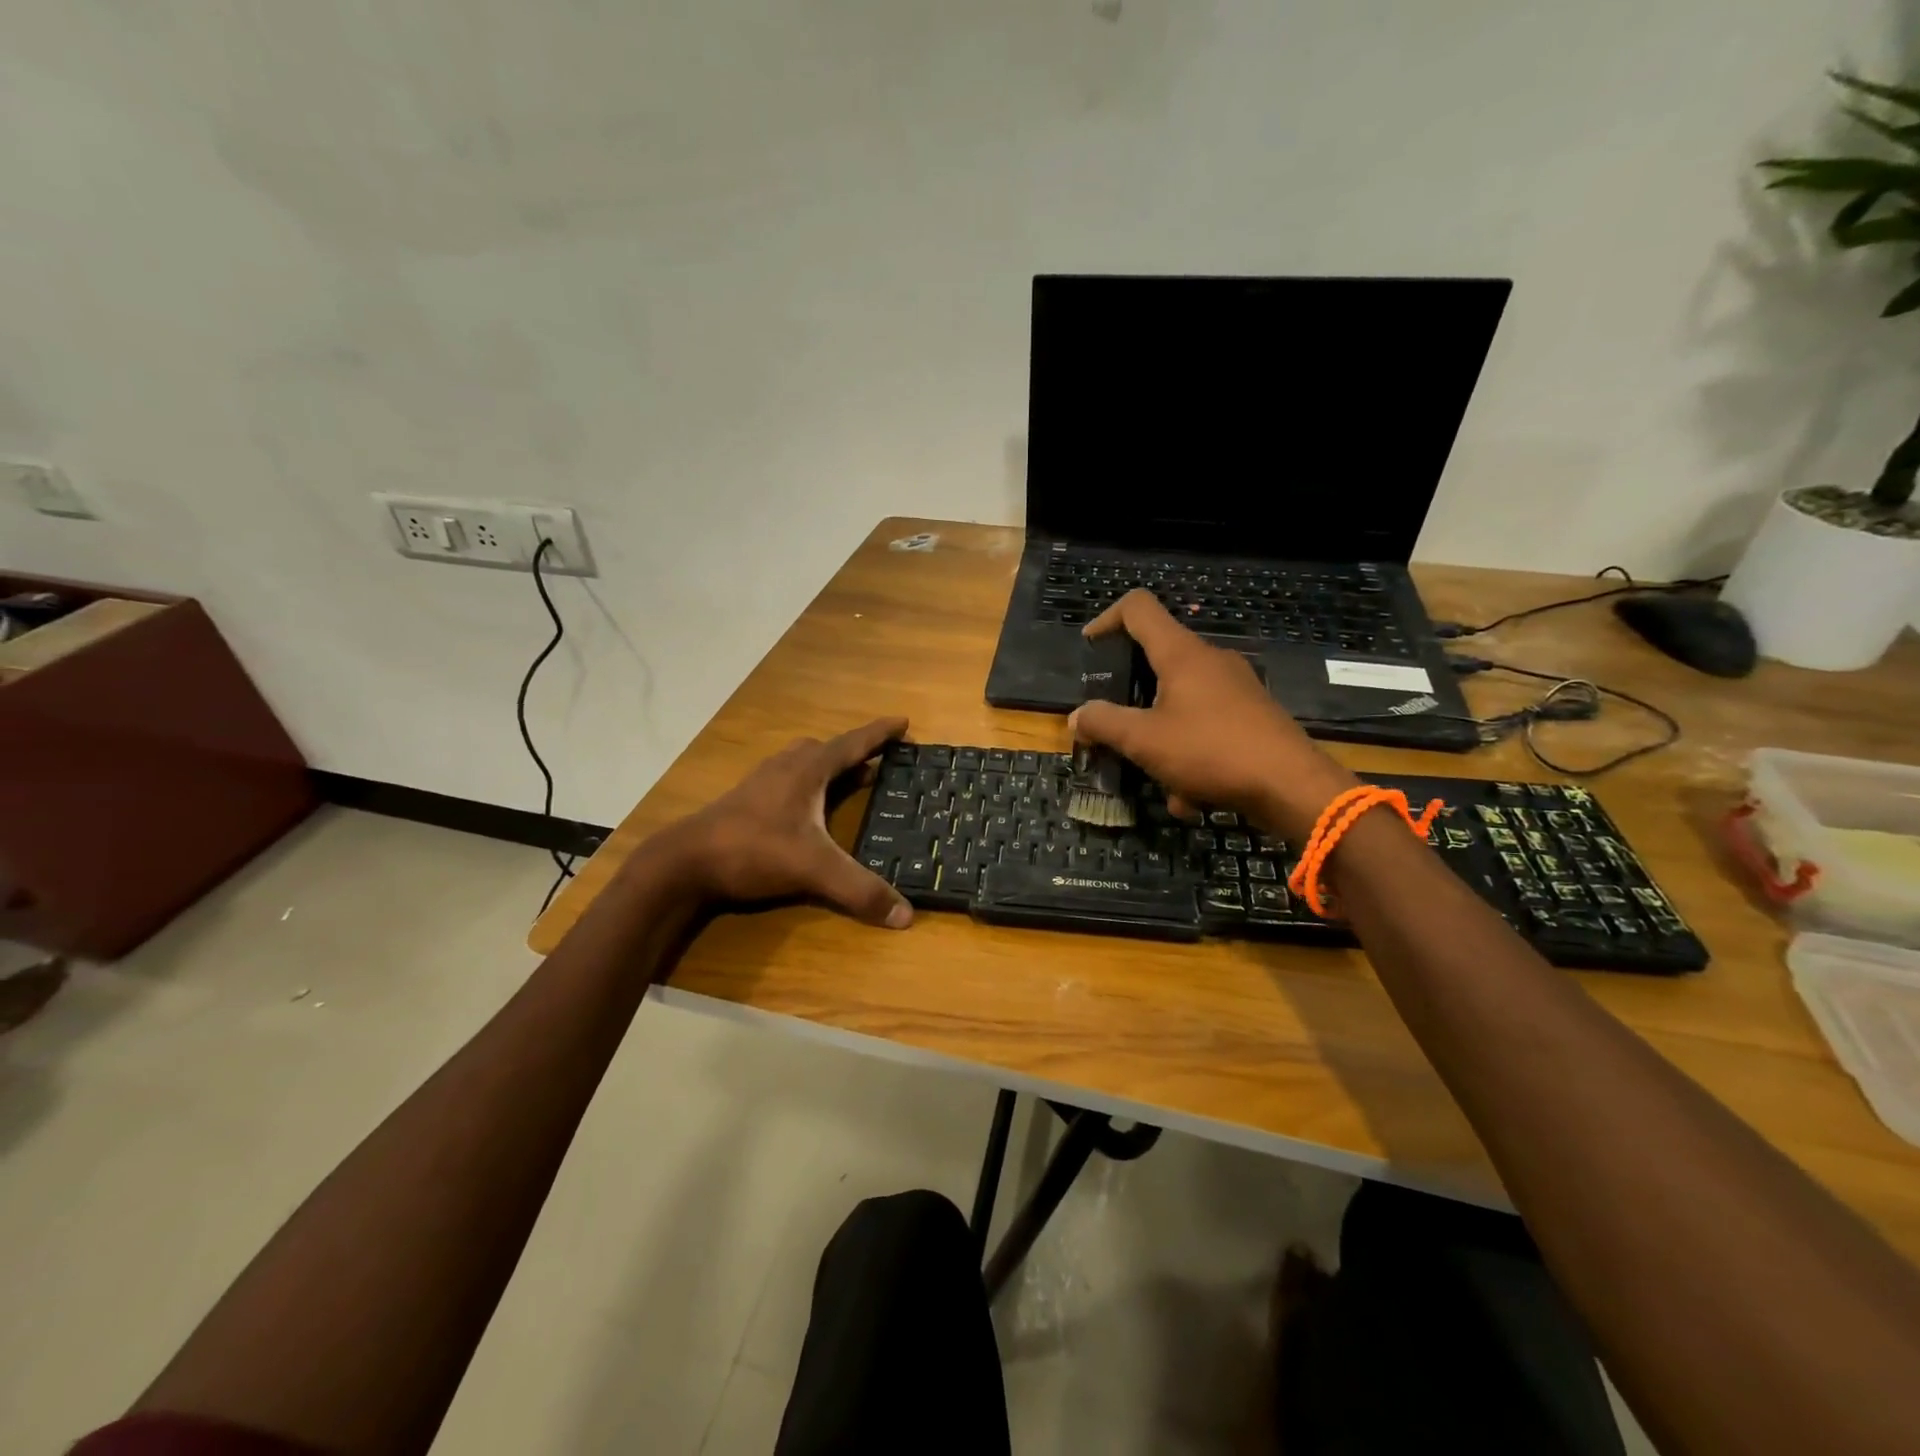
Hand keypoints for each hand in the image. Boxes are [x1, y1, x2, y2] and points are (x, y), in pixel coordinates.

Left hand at [659, 717, 913, 927]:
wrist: (684, 861)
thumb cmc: (753, 850)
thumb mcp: (813, 869)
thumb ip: (859, 890)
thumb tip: (906, 916)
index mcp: (808, 770)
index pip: (853, 743)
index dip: (880, 733)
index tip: (903, 721)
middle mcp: (786, 767)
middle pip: (827, 749)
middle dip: (855, 752)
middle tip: (879, 762)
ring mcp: (762, 783)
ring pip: (803, 763)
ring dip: (829, 768)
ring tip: (850, 782)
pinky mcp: (746, 801)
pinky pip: (788, 781)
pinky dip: (808, 786)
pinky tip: (807, 810)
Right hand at [1071, 591, 1356, 837]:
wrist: (1292, 786)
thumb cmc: (1211, 751)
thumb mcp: (1144, 740)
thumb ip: (1104, 724)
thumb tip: (1077, 717)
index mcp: (1181, 653)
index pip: (1137, 608)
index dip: (1106, 619)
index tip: (1089, 651)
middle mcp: (1209, 660)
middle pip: (1156, 660)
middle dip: (1129, 697)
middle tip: (1112, 724)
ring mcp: (1235, 687)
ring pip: (1179, 703)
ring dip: (1160, 739)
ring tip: (1155, 779)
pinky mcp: (1251, 715)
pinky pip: (1205, 726)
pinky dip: (1190, 756)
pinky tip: (1190, 797)